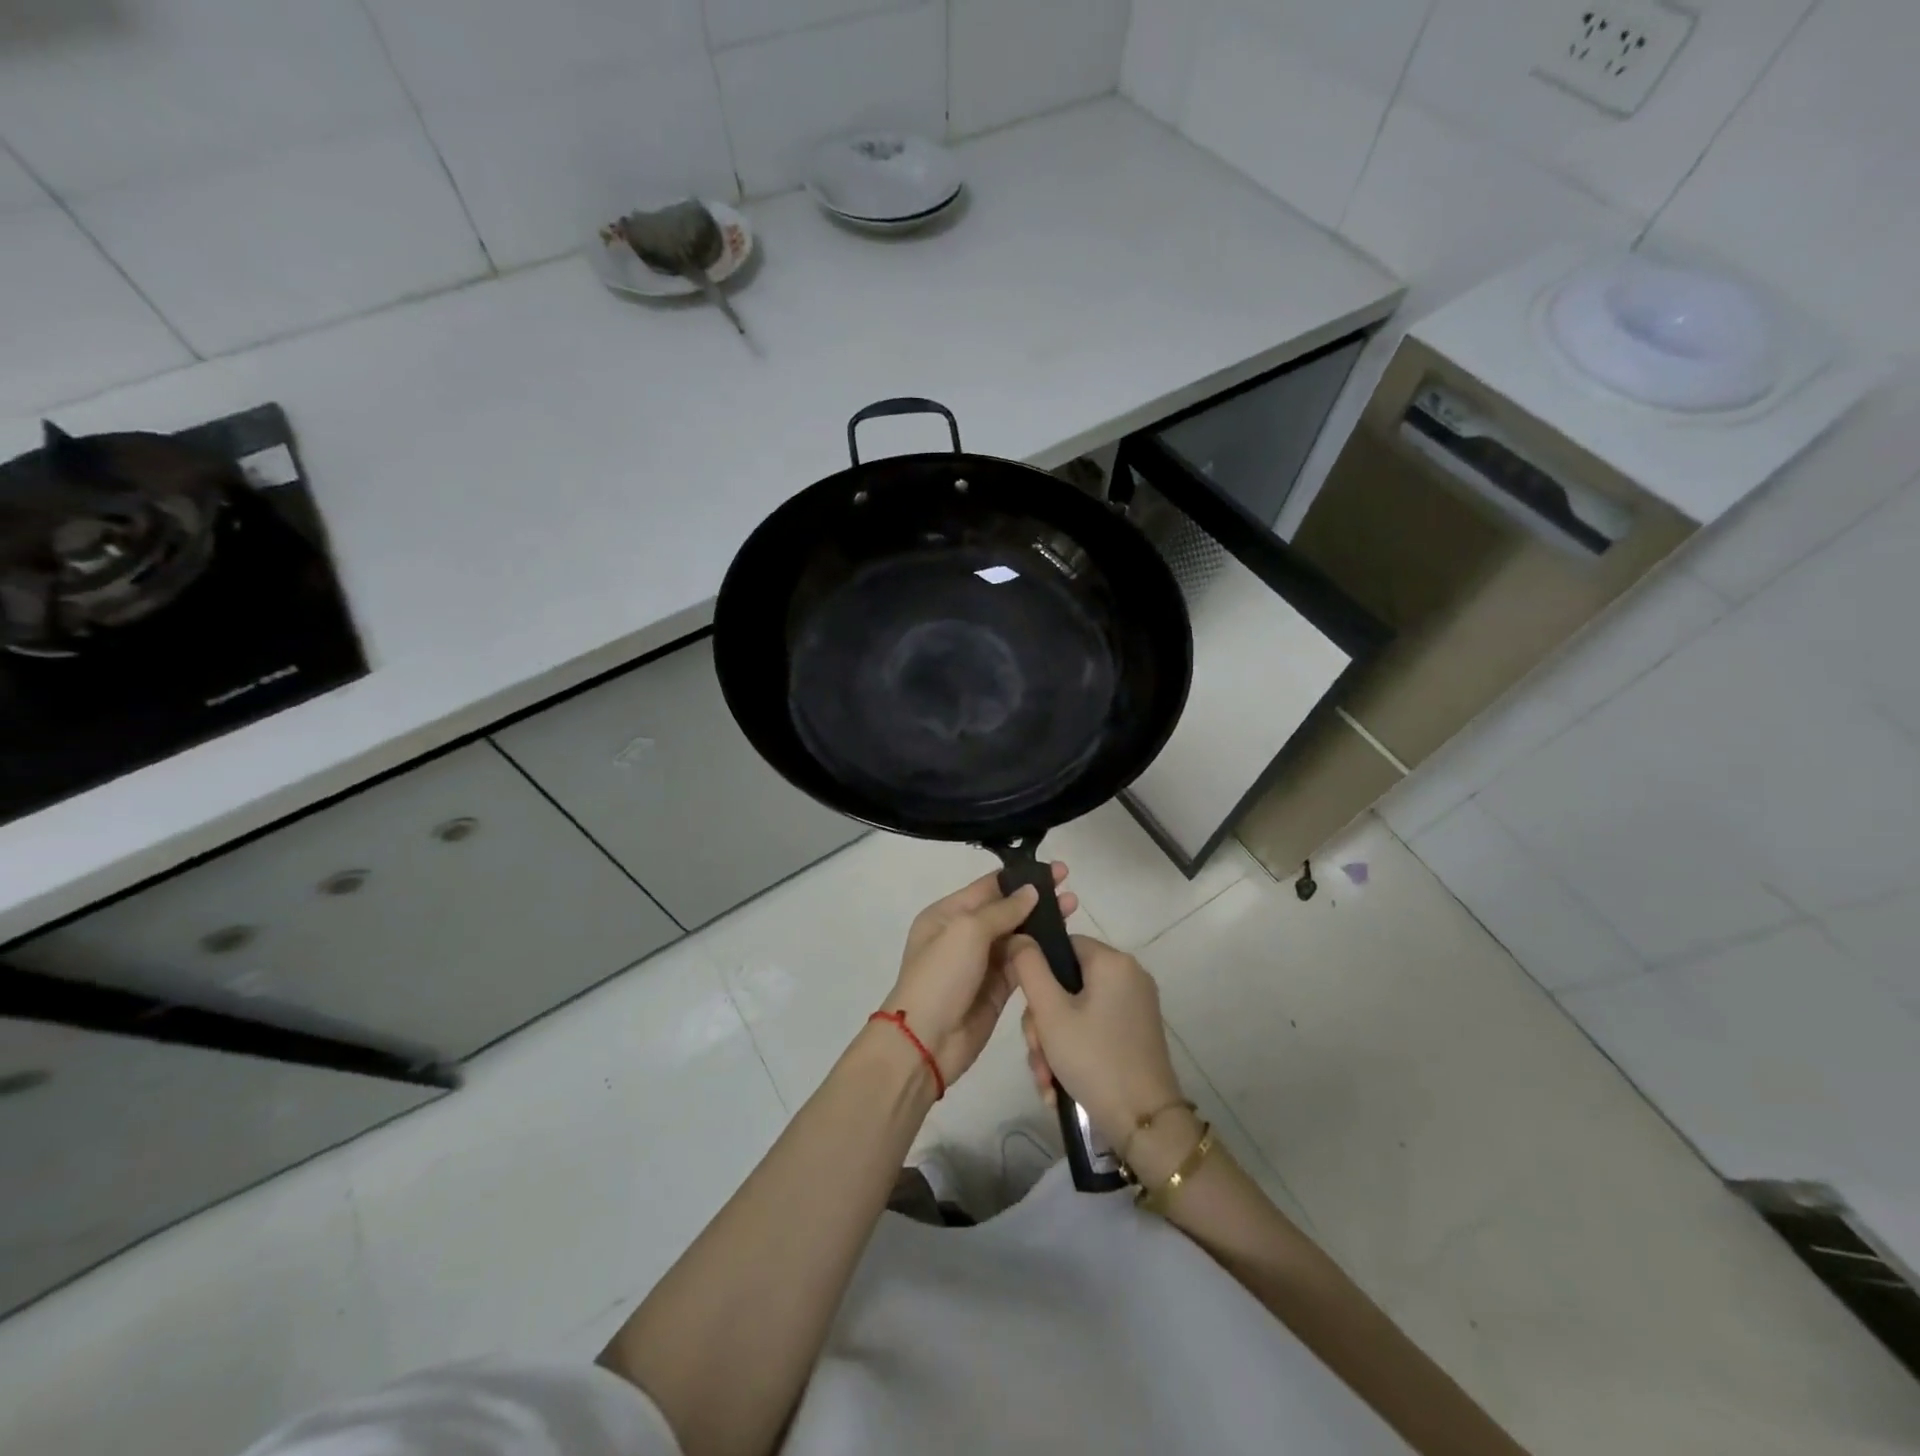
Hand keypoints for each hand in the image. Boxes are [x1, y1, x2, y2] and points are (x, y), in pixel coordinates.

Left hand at [880, 864, 1076, 1085]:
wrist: (926, 1041)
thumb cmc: (941, 976)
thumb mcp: (967, 931)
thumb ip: (1002, 910)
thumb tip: (1031, 891)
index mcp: (947, 914)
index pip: (988, 887)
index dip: (1021, 878)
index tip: (1055, 870)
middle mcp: (963, 935)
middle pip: (1006, 910)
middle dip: (1036, 899)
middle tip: (1070, 889)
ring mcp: (980, 963)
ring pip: (1017, 936)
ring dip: (1043, 924)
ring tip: (1073, 910)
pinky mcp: (996, 989)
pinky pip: (1021, 964)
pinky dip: (1040, 953)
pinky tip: (1064, 943)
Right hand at [1010, 934, 1182, 1147]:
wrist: (1144, 1123)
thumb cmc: (1094, 1059)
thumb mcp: (1050, 1013)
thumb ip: (1029, 968)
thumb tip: (1018, 936)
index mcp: (1112, 961)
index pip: (1062, 945)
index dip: (1038, 973)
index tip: (1029, 1010)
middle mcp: (1129, 975)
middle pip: (1067, 983)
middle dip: (1043, 1022)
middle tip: (1036, 1053)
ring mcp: (1135, 1005)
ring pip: (1076, 1010)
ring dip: (1053, 1043)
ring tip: (1046, 1079)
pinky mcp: (1136, 1032)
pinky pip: (1094, 1028)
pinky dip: (1074, 1050)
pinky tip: (1058, 1085)